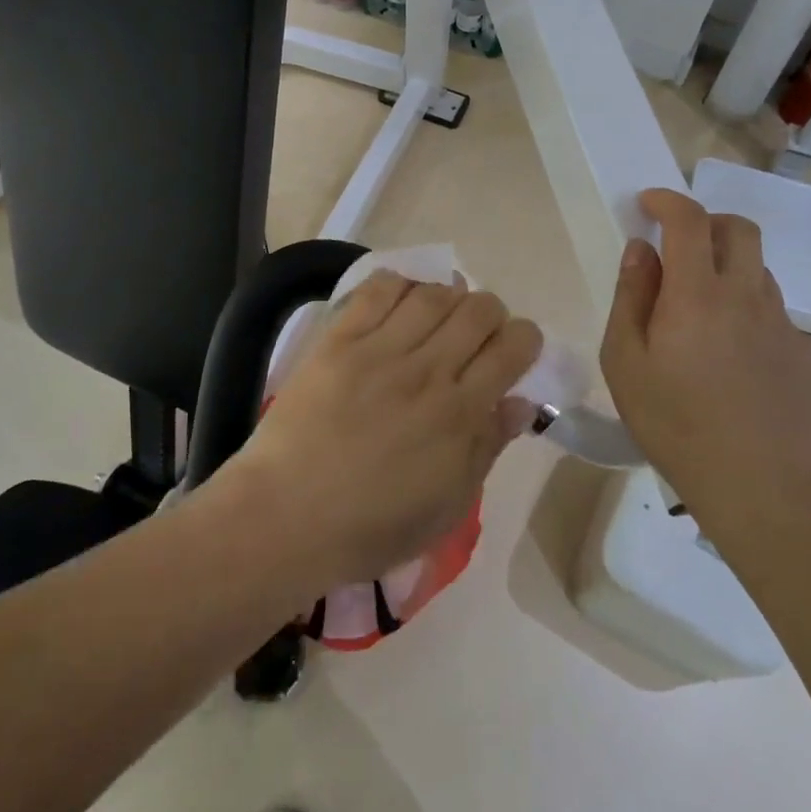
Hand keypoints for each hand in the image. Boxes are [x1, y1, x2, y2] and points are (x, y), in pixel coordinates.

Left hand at [230, 273, 542, 591]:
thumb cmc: (370, 526)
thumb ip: (487, 447)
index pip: (512, 348)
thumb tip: (521, 403)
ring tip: (438, 316)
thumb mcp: (446, 505)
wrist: (285, 516)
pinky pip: (377, 291)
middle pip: (478, 311)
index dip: (525, 339)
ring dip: (448, 297)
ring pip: (433, 294)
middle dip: (491, 314)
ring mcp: (379, 350)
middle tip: (478, 334)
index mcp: (459, 414)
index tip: (515, 350)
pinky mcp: (339, 339)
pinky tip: (401, 301)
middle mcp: (427, 371)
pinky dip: (399, 285)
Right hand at [601, 189, 810, 546]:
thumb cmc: (675, 424)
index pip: (689, 221)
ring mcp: (784, 326)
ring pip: (759, 271)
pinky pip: (774, 313)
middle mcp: (748, 296)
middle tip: (679, 248)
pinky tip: (731, 359)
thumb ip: (631, 297)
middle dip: (707, 223)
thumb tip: (641, 251)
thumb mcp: (625, 362)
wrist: (761, 491)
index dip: (668, 201)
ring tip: (701, 313)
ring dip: (728, 269)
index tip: (648, 204)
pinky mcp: (806, 356)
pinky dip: (747, 312)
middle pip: (739, 230)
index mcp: (698, 294)